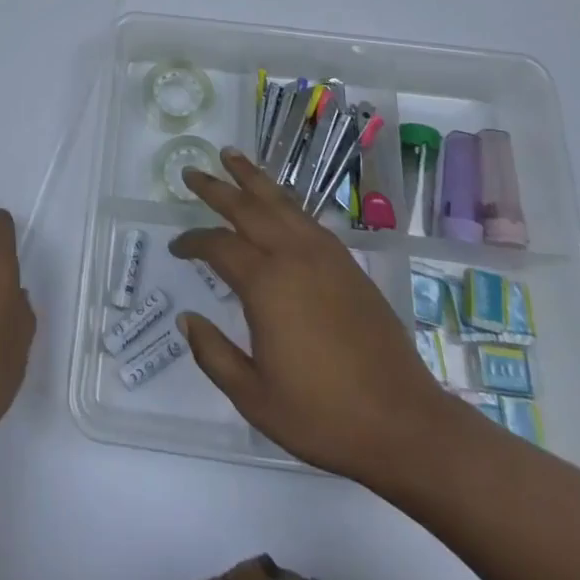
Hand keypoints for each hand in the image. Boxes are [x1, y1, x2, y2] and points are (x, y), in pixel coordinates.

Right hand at [171, 149, 464, 484]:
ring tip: (232, 156)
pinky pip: (306, 217)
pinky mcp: (347, 263)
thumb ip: (214, 355)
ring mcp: (324, 255)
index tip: (177, 246)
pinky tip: (277, 201)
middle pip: (247, 208)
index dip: (193, 242)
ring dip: (252, 179)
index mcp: (266, 284)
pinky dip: (283, 200)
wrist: (403, 423)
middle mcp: (293, 256)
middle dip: (216, 188)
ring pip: (280, 202)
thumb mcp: (254, 398)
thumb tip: (187, 319)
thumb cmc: (323, 415)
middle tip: (192, 171)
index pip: (218, 246)